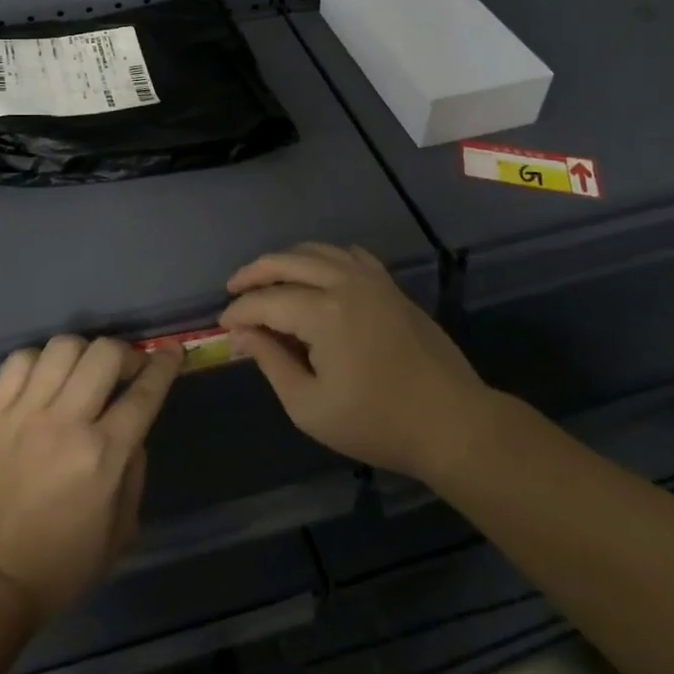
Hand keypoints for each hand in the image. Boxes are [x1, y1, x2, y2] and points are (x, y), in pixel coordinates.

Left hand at [0, 336, 180, 621]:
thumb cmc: (61, 566)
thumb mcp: (120, 534)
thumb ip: (134, 475)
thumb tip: (133, 434)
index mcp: (103, 455)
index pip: (143, 393)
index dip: (163, 366)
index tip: (172, 353)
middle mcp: (67, 422)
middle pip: (104, 354)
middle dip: (126, 353)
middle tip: (128, 370)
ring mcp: (27, 412)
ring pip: (62, 347)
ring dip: (84, 352)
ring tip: (85, 372)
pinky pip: (19, 360)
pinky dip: (38, 360)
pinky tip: (46, 378)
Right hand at [221, 243, 493, 482]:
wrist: (451, 423)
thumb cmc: (376, 422)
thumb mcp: (309, 406)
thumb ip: (271, 362)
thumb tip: (243, 334)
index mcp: (322, 312)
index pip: (265, 301)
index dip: (239, 312)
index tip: (223, 326)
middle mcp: (344, 282)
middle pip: (286, 261)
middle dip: (254, 273)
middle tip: (233, 289)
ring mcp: (371, 279)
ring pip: (317, 251)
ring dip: (286, 260)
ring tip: (267, 278)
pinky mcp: (390, 285)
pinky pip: (349, 255)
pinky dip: (324, 257)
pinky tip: (316, 273)